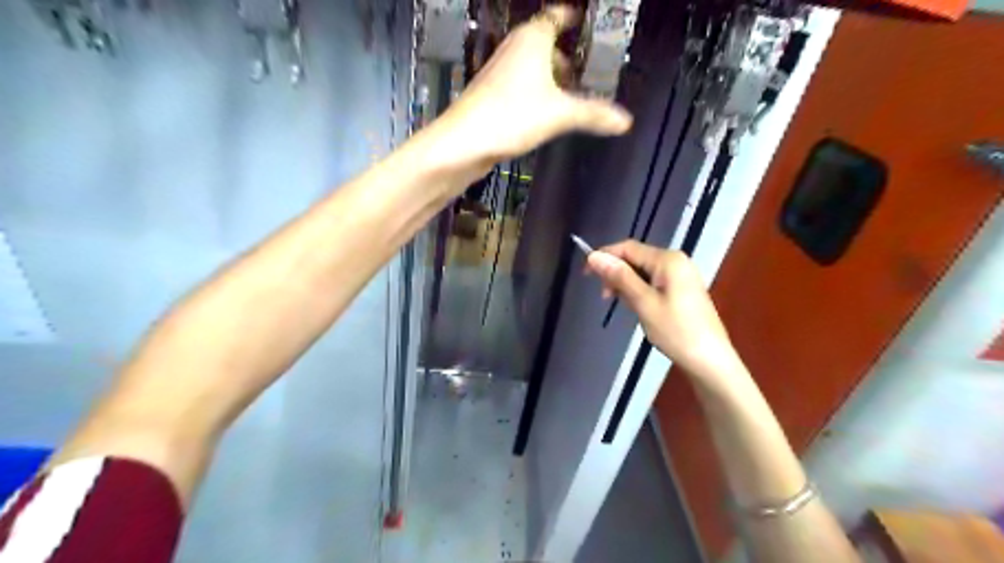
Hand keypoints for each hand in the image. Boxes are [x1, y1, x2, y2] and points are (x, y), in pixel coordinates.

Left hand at [437, 5, 629, 162]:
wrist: (463, 142)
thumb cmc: (511, 116)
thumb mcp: (560, 115)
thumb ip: (593, 115)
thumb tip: (626, 121)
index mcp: (531, 40)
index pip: (554, 16)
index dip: (569, 16)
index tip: (581, 20)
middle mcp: (513, 50)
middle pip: (542, 42)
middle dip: (562, 53)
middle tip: (581, 66)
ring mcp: (499, 73)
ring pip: (529, 65)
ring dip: (547, 75)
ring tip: (567, 92)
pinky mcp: (491, 96)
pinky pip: (519, 85)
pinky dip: (534, 92)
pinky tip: (542, 112)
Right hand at [590, 240, 734, 380]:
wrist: (710, 360)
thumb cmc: (676, 331)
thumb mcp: (643, 303)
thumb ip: (619, 277)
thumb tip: (593, 256)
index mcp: (668, 259)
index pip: (628, 248)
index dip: (604, 257)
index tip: (586, 275)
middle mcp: (676, 260)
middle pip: (636, 258)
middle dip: (616, 273)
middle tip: (605, 297)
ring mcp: (681, 274)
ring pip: (643, 271)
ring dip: (626, 284)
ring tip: (622, 306)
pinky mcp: (682, 289)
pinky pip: (653, 281)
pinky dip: (639, 291)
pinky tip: (637, 307)